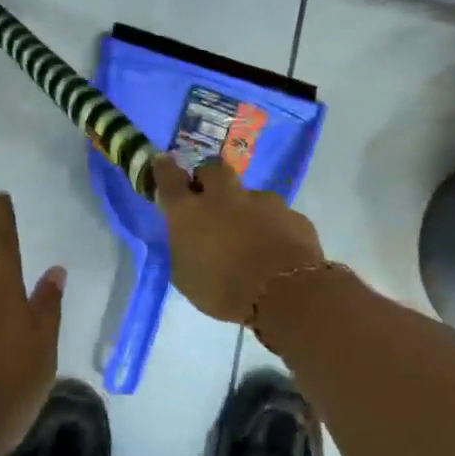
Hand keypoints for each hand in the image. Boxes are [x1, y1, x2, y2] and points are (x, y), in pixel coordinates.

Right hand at [154, 154, 324, 323]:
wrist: (285, 293)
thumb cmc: (224, 290)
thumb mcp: (186, 278)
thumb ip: (182, 251)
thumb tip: (184, 241)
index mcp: (189, 212)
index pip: (169, 178)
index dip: (164, 168)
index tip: (163, 162)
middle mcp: (224, 197)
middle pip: (212, 169)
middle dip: (208, 177)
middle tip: (208, 196)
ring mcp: (261, 202)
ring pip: (249, 194)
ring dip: (245, 206)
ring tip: (249, 233)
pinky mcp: (291, 215)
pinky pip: (277, 216)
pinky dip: (272, 226)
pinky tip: (275, 248)